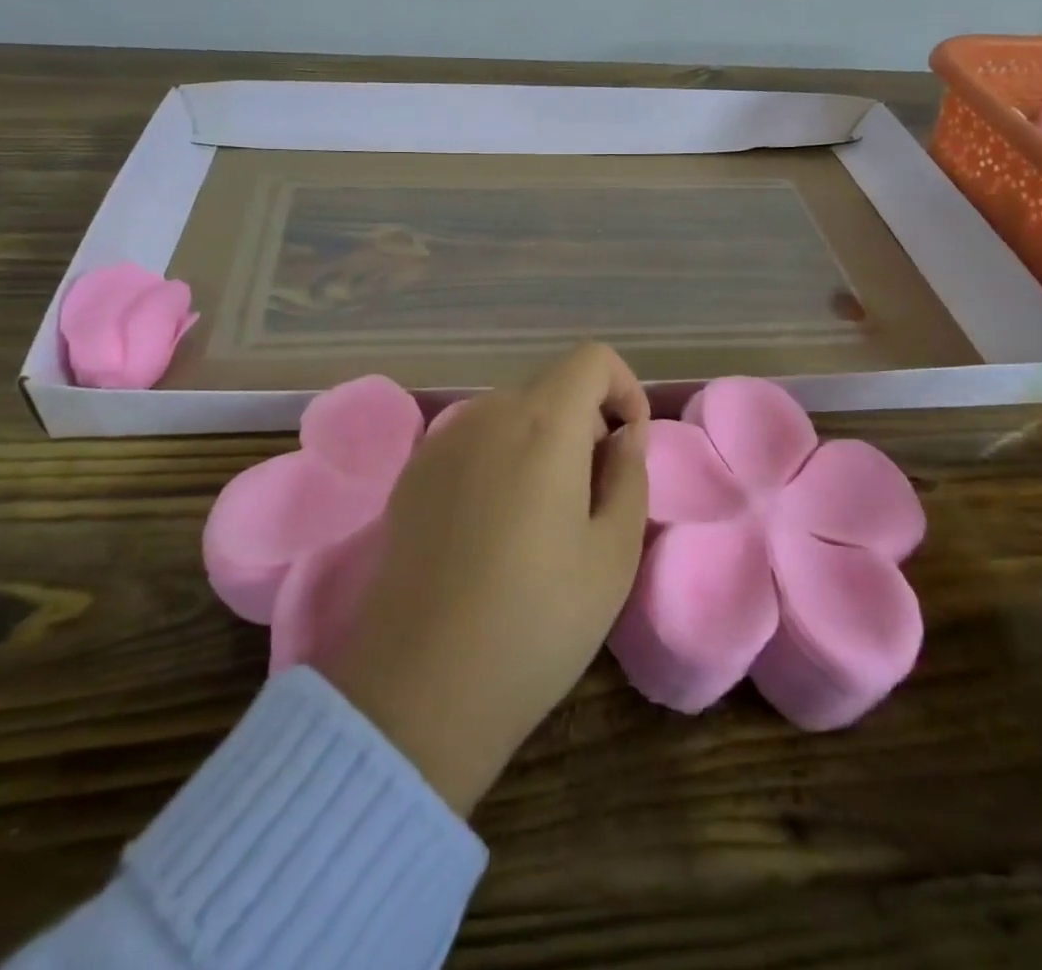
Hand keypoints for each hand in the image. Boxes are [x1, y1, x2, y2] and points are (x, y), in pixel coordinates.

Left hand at [321, 342, 651, 815]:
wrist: (421, 684)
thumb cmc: (537, 620)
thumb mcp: (613, 553)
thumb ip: (629, 474)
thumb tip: (624, 434)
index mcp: (542, 423)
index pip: (592, 358)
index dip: (622, 389)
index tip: (627, 447)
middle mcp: (486, 413)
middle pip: (550, 388)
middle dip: (584, 424)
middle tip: (592, 498)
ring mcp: (441, 440)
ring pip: (510, 415)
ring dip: (540, 443)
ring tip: (542, 519)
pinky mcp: (412, 472)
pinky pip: (472, 442)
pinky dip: (498, 460)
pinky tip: (492, 529)